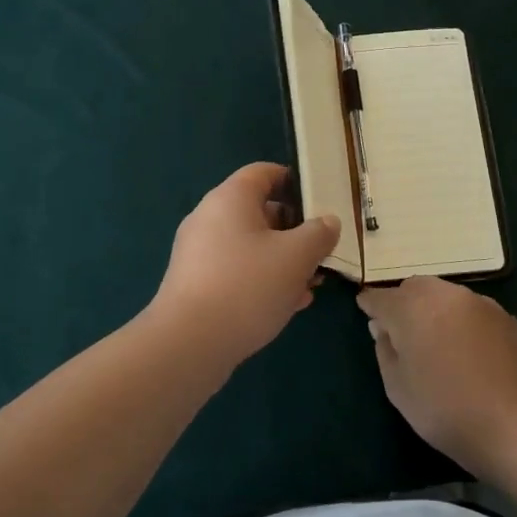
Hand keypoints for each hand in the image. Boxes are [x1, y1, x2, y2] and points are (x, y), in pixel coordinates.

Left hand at [149, 163, 341, 367]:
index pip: (264, 172)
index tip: (321, 202)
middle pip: (259, 211)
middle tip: (322, 251)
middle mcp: (210, 217)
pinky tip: (287, 305)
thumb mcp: (296, 257)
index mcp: (231, 198)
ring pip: (250, 245)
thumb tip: (327, 222)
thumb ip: (318, 234)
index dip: (295, 181)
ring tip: (311, 284)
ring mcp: (199, 252)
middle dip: (295, 230)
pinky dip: (262, 280)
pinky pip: (236, 270)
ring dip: (282, 260)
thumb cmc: (247, 286)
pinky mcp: (195, 283)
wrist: (189, 343)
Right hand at [356, 276, 516, 474]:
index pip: (381, 297)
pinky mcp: (506, 317)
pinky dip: (462, 321)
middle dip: (404, 303)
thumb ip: (385, 350)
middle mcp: (445, 295)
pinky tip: (467, 349)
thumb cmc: (445, 410)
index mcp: (412, 308)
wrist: (516, 425)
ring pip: (446, 295)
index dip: (370, 304)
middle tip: (402, 330)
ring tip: (436, 338)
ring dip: (434, 309)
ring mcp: (480, 302)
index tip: (365, 311)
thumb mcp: (398, 388)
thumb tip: (383, 328)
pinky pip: (473, 310)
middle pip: (415, 288)